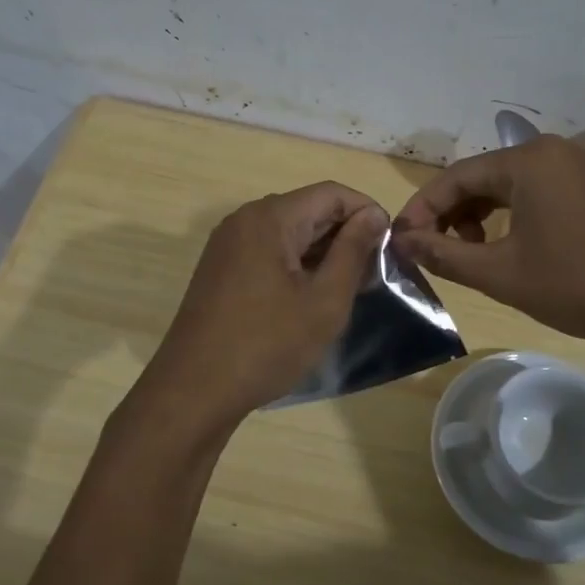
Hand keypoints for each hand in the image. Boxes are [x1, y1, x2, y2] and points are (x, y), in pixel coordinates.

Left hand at [138, 182, 388, 430]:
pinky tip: (311, 297)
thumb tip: (373, 215)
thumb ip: (353, 252)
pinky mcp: (220, 269)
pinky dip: (296, 265)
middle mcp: (244, 220)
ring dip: (322, 253)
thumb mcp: (324, 301)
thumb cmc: (267, 345)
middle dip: (345, 235)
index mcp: (270, 218)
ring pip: (288, 232)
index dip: (367, 213)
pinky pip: (267, 252)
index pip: (331, 194)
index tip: (390, 248)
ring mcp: (227, 245)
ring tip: (349, 288)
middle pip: (308, 209)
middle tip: (374, 275)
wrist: (194, 391)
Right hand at [391, 135, 584, 352]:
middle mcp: (550, 152)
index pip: (454, 177)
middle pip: (481, 177)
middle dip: (450, 215)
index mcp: (526, 161)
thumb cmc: (580, 283)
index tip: (401, 243)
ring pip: (508, 186)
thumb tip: (401, 242)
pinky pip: (535, 193)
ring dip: (478, 218)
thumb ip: (444, 256)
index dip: (422, 210)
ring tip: (468, 255)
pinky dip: (510, 217)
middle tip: (431, 252)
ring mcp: (577, 167)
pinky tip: (506, 248)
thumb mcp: (502, 274)